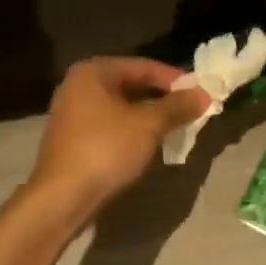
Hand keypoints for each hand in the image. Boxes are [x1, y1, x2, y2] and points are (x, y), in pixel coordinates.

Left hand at [31, 58, 209, 213]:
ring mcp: (73, 113)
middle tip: (191, 110)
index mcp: (93, 72)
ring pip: (122, 107)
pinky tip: (151, 143)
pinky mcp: (73, 139)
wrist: (62, 198)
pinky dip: (133, 130)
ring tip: (177, 127)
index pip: (144, 66)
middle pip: (132, 85)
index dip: (175, 79)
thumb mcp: (148, 125)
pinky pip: (112, 125)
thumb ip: (177, 106)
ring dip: (150, 116)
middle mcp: (78, 86)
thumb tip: (204, 94)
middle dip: (163, 98)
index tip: (200, 92)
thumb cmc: (105, 150)